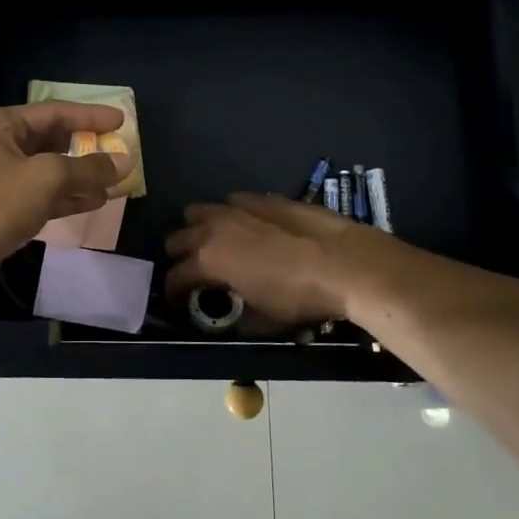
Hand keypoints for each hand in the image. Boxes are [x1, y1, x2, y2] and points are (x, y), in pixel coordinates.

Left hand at [0, 102, 130, 298]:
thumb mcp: (47, 178)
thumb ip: (88, 168)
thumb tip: (124, 162)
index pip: (53, 112)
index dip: (90, 116)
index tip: (121, 121)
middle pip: (50, 140)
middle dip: (86, 149)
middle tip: (118, 153)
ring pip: (48, 171)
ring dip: (80, 176)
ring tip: (114, 182)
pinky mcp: (1, 208)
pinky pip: (40, 195)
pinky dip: (66, 197)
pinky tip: (94, 201)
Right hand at [164, 194, 377, 326]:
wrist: (345, 264)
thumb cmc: (299, 297)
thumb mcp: (261, 320)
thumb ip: (236, 316)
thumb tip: (231, 314)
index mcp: (207, 260)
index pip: (175, 276)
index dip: (174, 293)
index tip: (181, 303)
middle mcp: (214, 228)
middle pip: (177, 239)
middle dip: (180, 258)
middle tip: (196, 274)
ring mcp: (237, 207)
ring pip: (199, 211)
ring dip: (199, 229)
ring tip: (216, 245)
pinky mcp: (263, 197)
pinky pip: (233, 202)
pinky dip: (231, 216)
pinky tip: (249, 229)